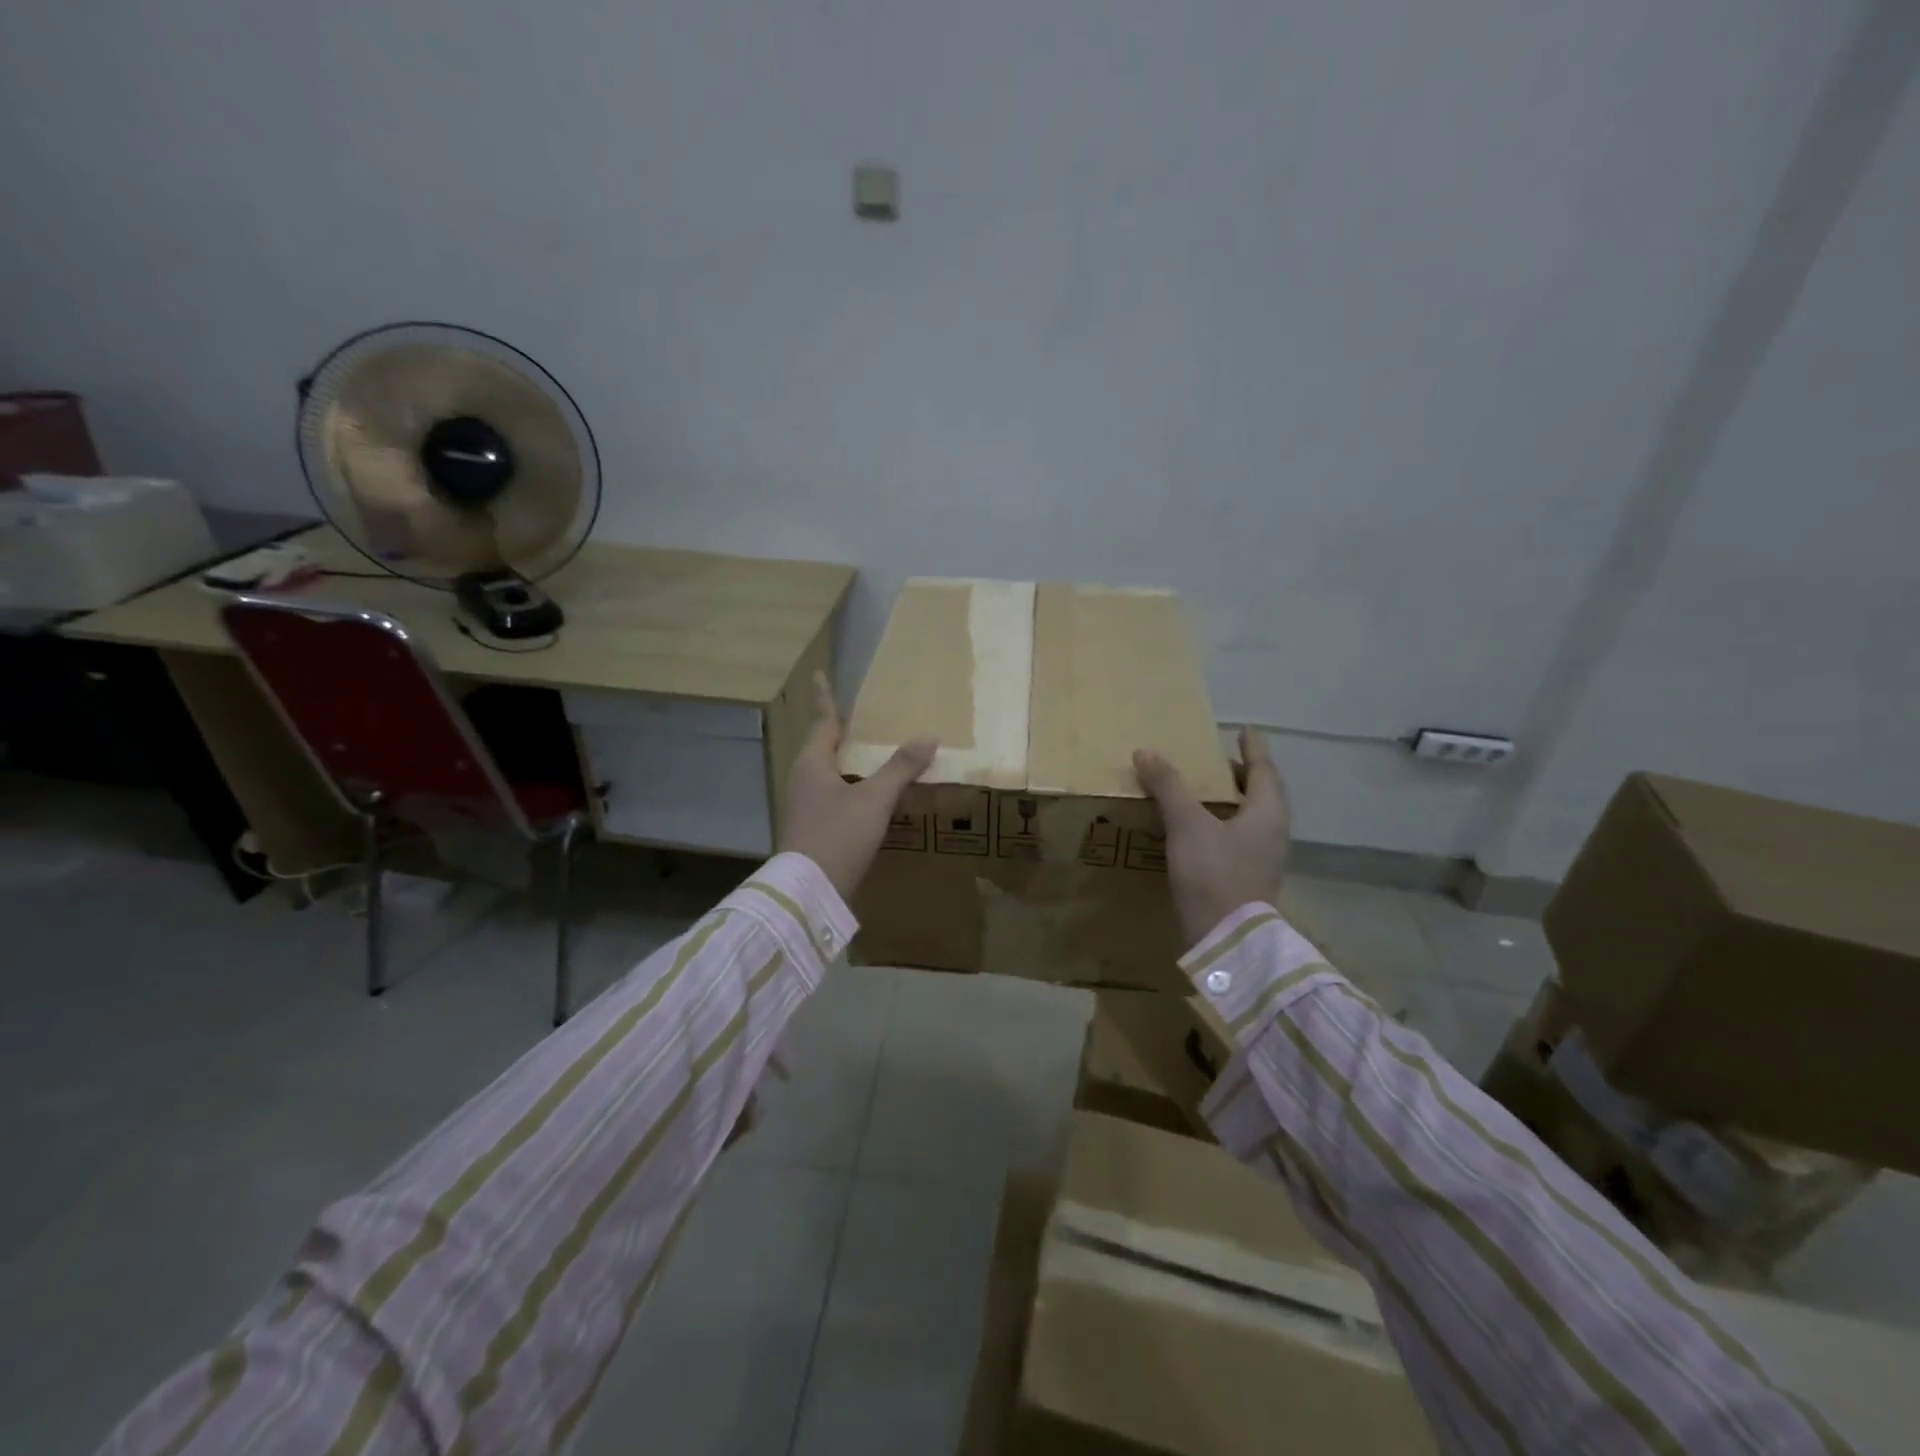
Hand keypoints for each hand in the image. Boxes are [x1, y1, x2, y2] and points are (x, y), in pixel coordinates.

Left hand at [778, 672, 936, 902]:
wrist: (809, 892)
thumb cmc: (838, 835)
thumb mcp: (874, 799)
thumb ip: (900, 767)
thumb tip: (928, 736)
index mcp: (812, 763)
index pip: (822, 721)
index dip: (825, 698)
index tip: (819, 674)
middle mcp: (803, 779)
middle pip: (822, 746)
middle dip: (840, 731)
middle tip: (859, 716)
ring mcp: (805, 806)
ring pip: (828, 773)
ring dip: (847, 761)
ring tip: (869, 752)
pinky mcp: (812, 828)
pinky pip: (833, 795)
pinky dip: (851, 786)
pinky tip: (869, 796)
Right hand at [1132, 726, 1291, 949]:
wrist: (1226, 941)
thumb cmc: (1214, 874)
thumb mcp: (1187, 825)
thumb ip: (1169, 787)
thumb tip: (1147, 752)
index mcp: (1267, 813)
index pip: (1263, 770)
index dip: (1253, 749)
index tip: (1246, 730)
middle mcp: (1273, 833)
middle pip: (1261, 794)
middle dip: (1242, 775)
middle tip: (1218, 760)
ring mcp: (1262, 859)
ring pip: (1250, 819)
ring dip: (1230, 801)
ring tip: (1205, 791)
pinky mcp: (1247, 879)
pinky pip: (1237, 839)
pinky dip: (1221, 824)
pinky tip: (1198, 830)